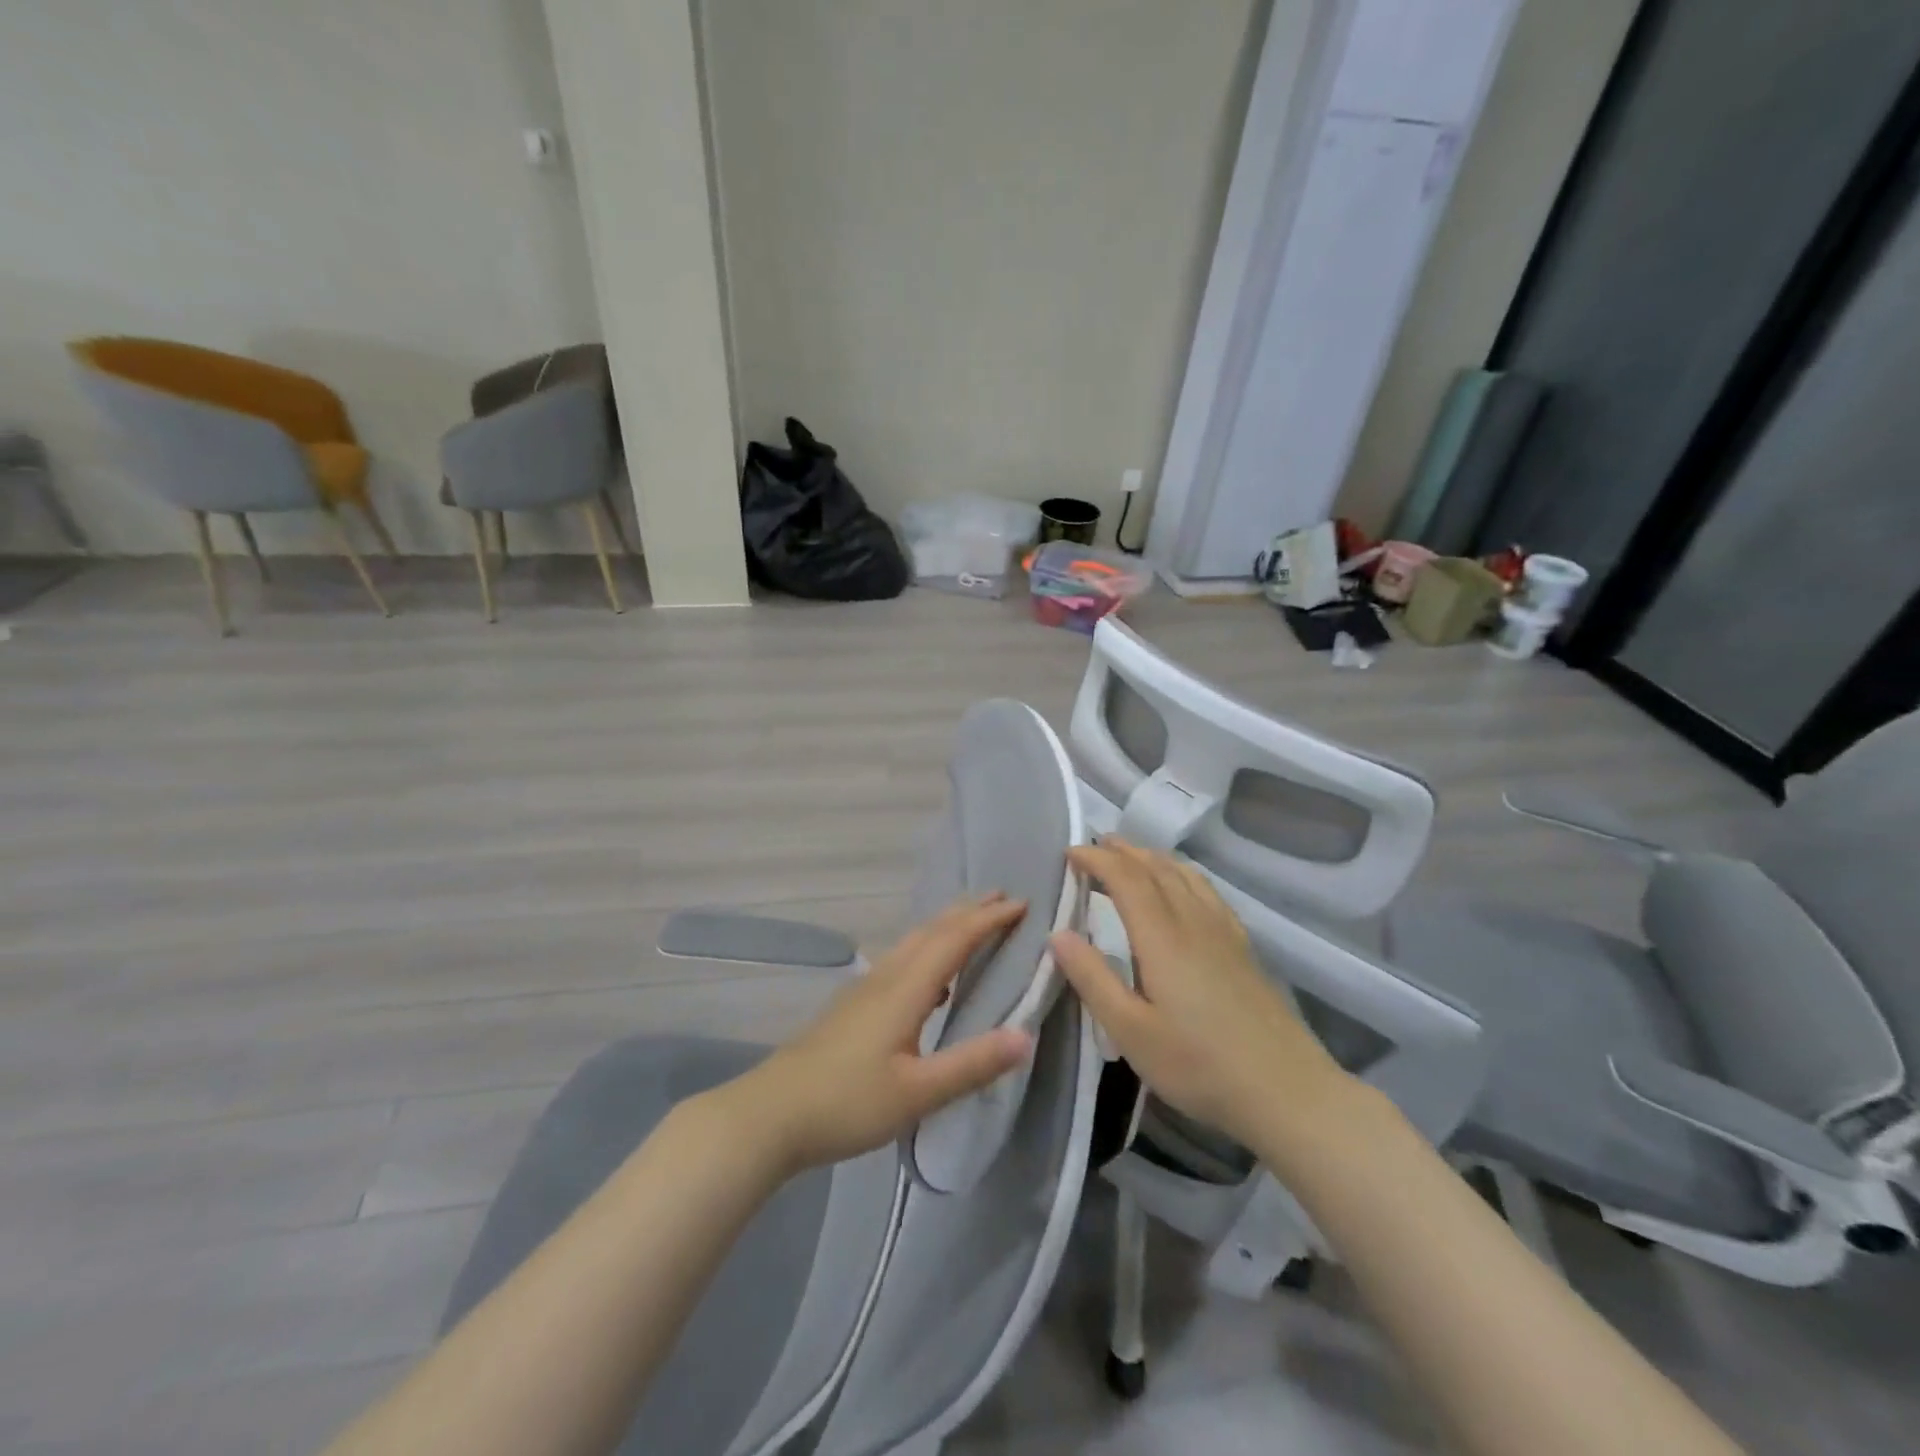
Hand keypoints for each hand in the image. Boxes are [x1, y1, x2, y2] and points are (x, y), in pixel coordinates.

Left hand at [718, 895, 1035, 1173]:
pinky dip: (927, 952)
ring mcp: (865, 990)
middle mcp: (886, 978)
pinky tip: (930, 981)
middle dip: (969, 911)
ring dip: (947, 927)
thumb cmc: (847, 1102)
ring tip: (972, 924)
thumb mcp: (917, 1092)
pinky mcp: (853, 1006)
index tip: (1023, 903)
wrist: (771, 1114)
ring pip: (913, 943)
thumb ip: (971, 1064)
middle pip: (932, 931)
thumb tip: (1025, 1036)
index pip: (954, 940)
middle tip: (1004, 897)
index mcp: (905, 989)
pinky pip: (901, 961)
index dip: (989, 919)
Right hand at [1048, 840, 1350, 1150]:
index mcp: (1162, 937)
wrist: (1288, 1092)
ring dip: (1152, 858)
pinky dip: (1182, 874)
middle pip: (1156, 868)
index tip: (1069, 853)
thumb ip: (1092, 979)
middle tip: (1094, 847)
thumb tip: (1058, 934)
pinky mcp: (1243, 947)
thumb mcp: (1131, 1032)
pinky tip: (1182, 888)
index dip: (1096, 859)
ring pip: (1185, 875)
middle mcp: (1193, 921)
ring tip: (1130, 857)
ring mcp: (1224, 932)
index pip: (1126, 878)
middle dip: (1122, 851)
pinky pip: (1206, 890)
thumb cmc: (1199, 1065)